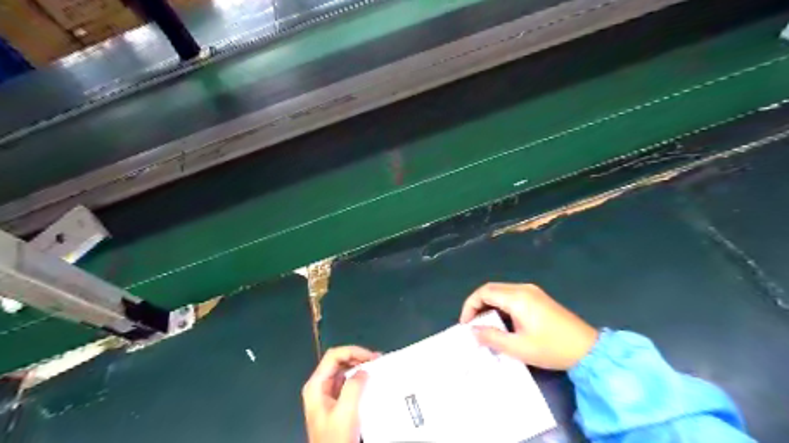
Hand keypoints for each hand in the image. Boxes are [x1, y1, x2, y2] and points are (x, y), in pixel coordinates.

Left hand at [302, 346, 377, 442]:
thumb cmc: (335, 438)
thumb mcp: (345, 412)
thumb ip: (353, 387)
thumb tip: (363, 371)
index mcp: (316, 385)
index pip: (333, 356)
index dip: (353, 351)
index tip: (371, 357)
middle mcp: (319, 386)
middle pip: (338, 361)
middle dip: (358, 357)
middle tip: (377, 361)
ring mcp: (326, 395)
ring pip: (343, 371)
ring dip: (360, 367)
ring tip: (376, 368)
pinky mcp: (335, 403)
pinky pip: (347, 383)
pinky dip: (359, 378)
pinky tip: (371, 381)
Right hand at [461, 283, 593, 369]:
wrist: (587, 349)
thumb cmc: (552, 348)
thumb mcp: (519, 347)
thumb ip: (492, 337)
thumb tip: (473, 331)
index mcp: (517, 297)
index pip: (484, 292)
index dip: (470, 305)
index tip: (466, 324)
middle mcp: (523, 288)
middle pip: (491, 289)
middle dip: (477, 305)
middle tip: (472, 325)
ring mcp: (532, 291)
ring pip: (500, 292)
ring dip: (488, 305)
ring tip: (484, 325)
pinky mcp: (537, 297)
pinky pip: (511, 296)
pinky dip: (499, 305)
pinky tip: (501, 321)